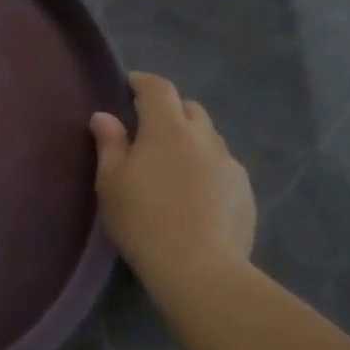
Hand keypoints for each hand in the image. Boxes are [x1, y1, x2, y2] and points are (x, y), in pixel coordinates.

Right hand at [91, 72, 254, 293]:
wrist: (198, 267)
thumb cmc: (143, 219)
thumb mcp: (112, 182)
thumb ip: (109, 144)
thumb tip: (104, 116)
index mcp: (167, 129)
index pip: (158, 88)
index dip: (143, 82)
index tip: (130, 84)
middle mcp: (204, 137)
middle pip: (189, 108)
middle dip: (169, 110)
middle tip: (148, 130)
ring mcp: (230, 163)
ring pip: (208, 137)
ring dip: (189, 140)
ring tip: (172, 166)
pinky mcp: (245, 190)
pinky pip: (222, 166)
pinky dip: (205, 167)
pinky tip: (193, 194)